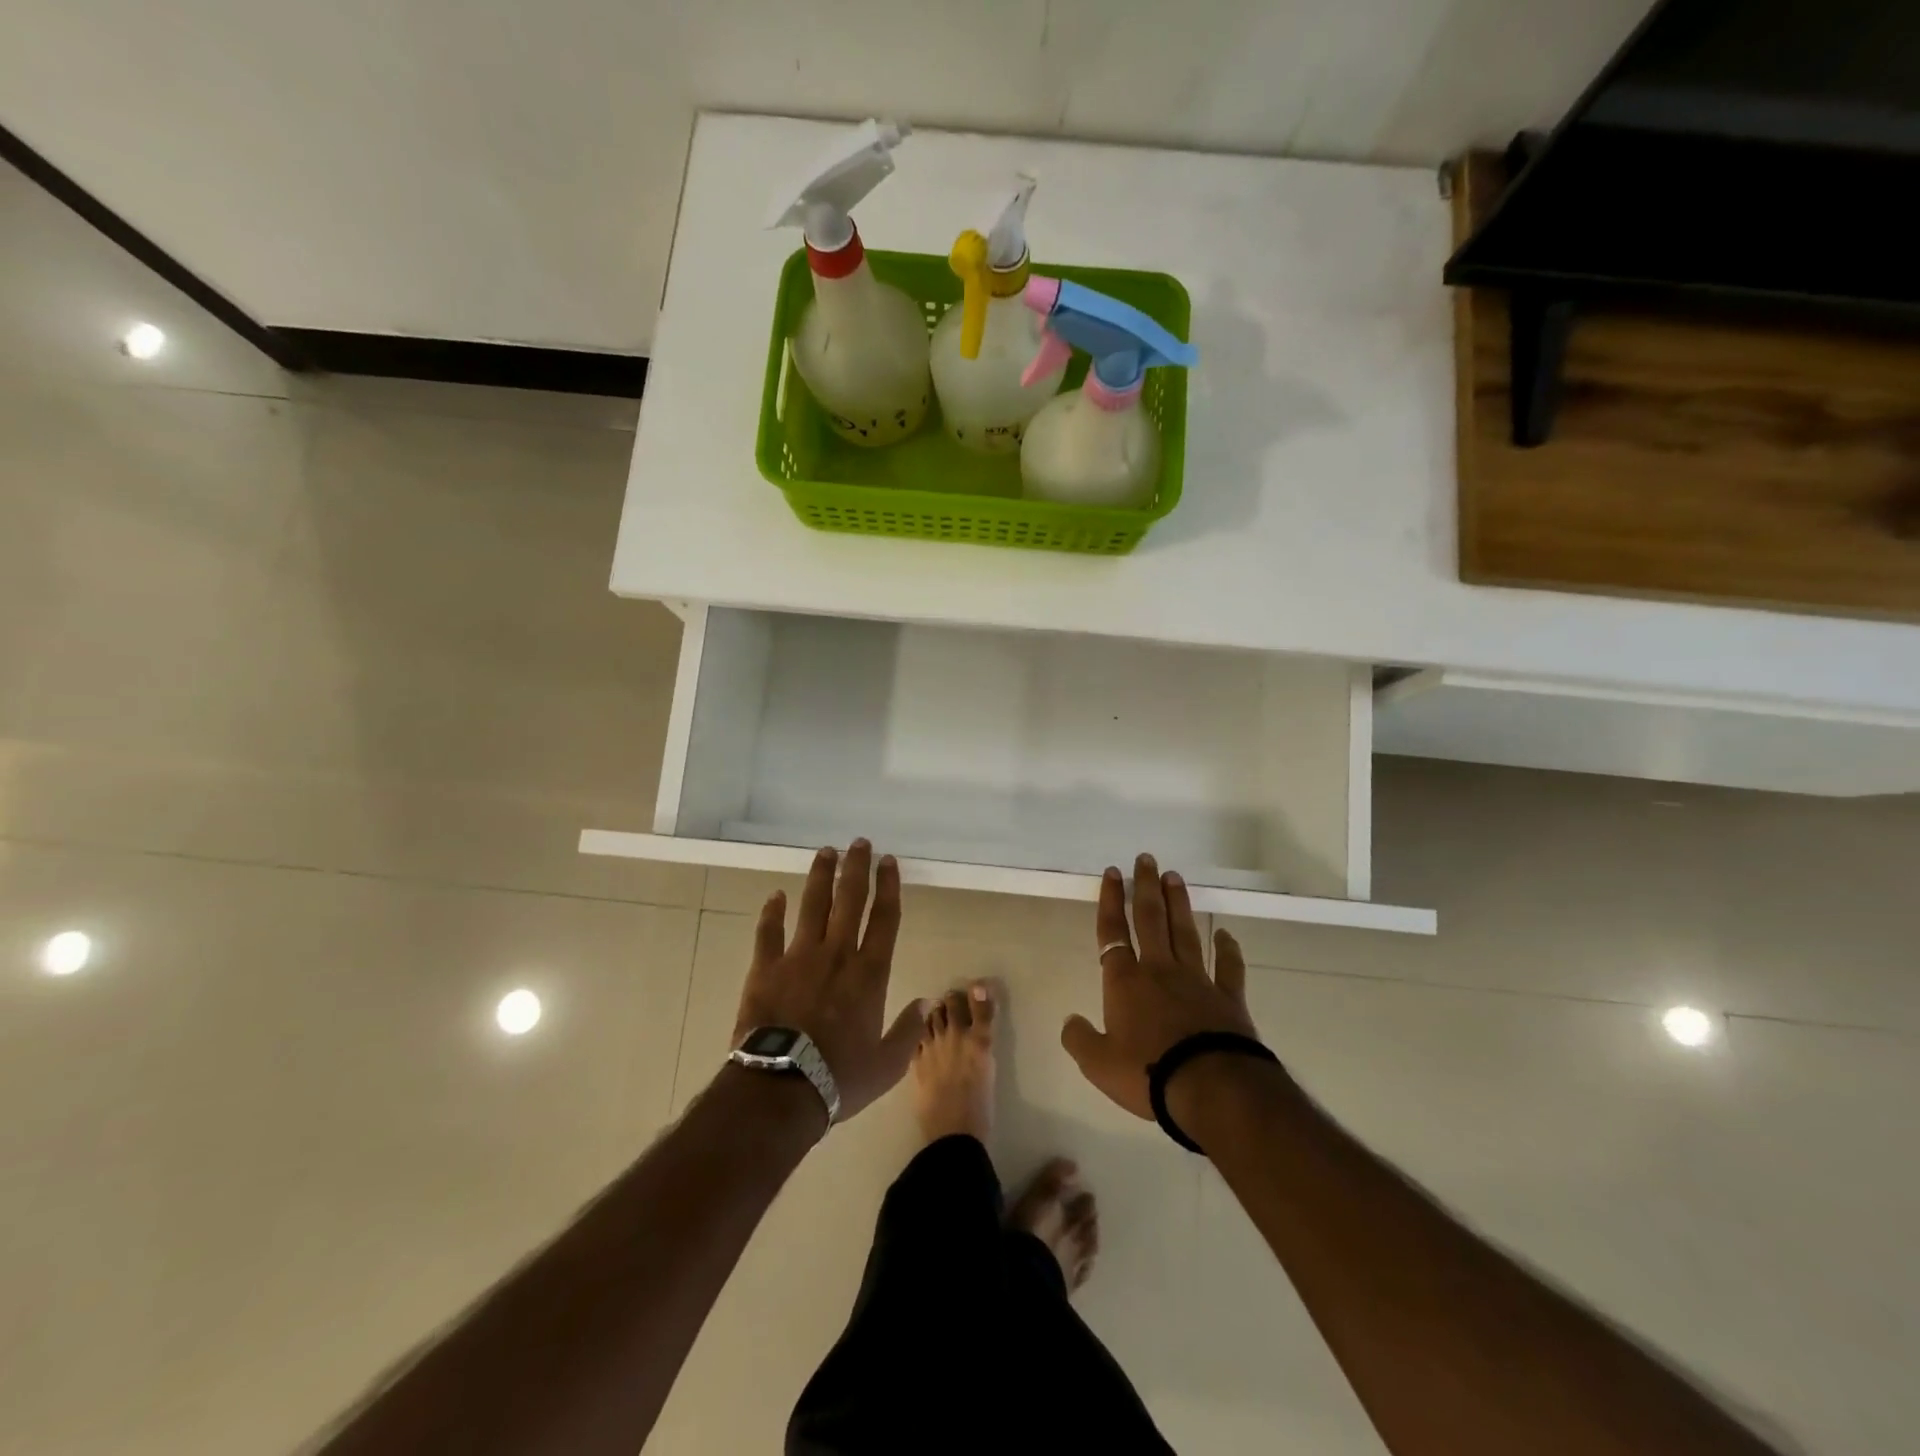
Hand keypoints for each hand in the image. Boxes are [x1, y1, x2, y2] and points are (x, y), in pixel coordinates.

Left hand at [732, 840, 926, 1124]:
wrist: (781, 1087)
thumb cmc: (839, 1077)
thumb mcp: (887, 1064)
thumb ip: (908, 1031)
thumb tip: (924, 1003)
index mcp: (869, 973)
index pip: (884, 918)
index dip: (888, 886)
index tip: (889, 861)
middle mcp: (837, 954)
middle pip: (850, 900)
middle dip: (856, 868)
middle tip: (860, 843)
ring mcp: (799, 957)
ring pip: (813, 905)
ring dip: (820, 877)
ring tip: (826, 852)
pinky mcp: (766, 968)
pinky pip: (769, 932)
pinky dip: (772, 912)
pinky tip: (776, 895)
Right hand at [1061, 854, 1258, 1120]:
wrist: (1211, 1088)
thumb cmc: (1148, 1073)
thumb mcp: (1098, 1064)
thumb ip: (1080, 1040)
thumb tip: (1070, 1021)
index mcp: (1125, 982)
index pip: (1112, 932)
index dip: (1110, 901)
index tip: (1112, 872)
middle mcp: (1159, 970)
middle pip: (1150, 919)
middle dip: (1145, 887)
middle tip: (1146, 858)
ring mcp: (1196, 980)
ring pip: (1184, 932)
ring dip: (1178, 903)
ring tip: (1174, 877)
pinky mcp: (1228, 997)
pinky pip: (1228, 967)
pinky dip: (1228, 950)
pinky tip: (1226, 935)